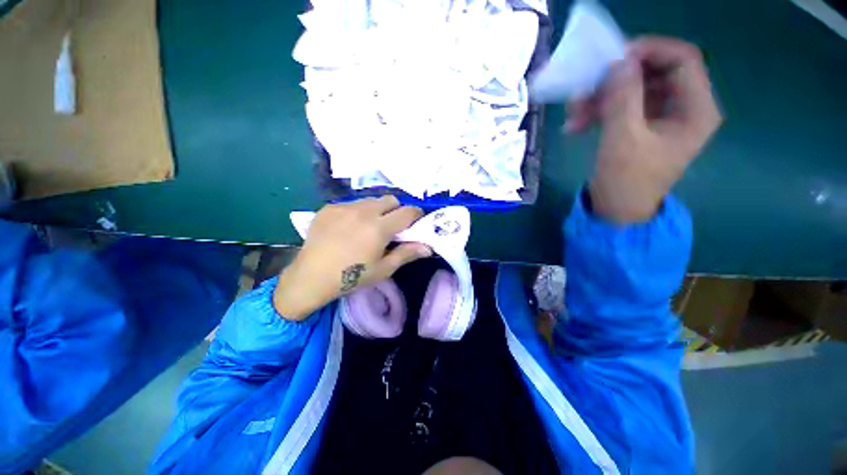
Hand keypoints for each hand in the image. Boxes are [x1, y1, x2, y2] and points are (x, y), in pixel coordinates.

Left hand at [273, 196, 431, 320]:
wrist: (311, 277)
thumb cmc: (351, 277)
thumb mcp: (383, 269)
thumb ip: (406, 254)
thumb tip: (428, 247)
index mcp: (379, 228)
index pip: (407, 211)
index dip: (416, 214)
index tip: (416, 222)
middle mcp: (363, 211)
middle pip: (390, 199)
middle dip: (396, 210)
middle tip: (391, 226)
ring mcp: (344, 207)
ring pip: (371, 200)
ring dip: (377, 210)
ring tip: (368, 226)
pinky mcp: (329, 207)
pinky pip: (351, 204)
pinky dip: (357, 212)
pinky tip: (348, 228)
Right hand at [566, 36, 722, 222]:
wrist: (616, 212)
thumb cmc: (626, 182)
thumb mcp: (622, 141)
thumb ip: (622, 99)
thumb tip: (618, 62)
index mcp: (695, 110)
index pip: (682, 59)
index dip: (649, 52)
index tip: (613, 59)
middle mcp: (683, 107)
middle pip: (653, 72)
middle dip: (616, 79)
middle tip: (585, 90)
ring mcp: (661, 116)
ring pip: (632, 89)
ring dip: (601, 97)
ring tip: (573, 114)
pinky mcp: (641, 125)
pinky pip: (621, 106)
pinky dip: (598, 111)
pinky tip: (575, 125)